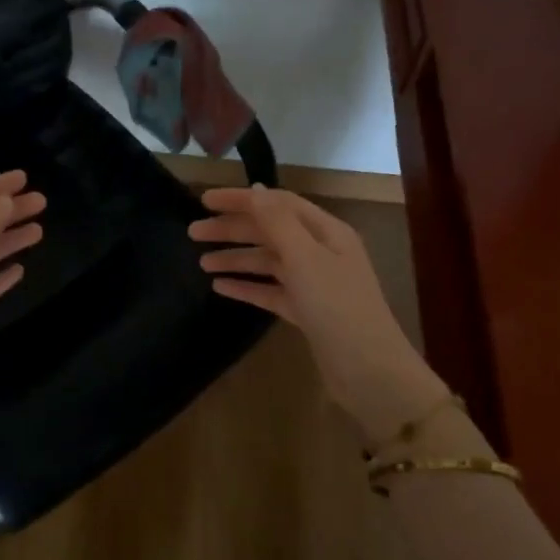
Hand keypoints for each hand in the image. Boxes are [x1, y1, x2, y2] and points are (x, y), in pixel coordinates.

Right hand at [190, 185, 449, 444]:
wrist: (367, 369)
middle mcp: (320, 252)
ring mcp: (313, 284)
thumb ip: (278, 222)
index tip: (204, 201)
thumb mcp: (305, 257)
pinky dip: (246, 286)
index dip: (241, 199)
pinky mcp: (306, 312)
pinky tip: (220, 288)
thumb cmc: (337, 306)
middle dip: (232, 229)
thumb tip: (256, 189)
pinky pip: (270, 291)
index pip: (277, 204)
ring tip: (202, 263)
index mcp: (326, 232)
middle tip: (193, 233)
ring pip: (267, 262)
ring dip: (236, 258)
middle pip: (269, 231)